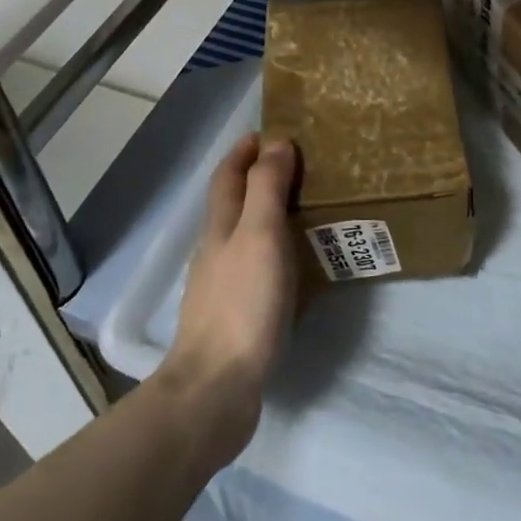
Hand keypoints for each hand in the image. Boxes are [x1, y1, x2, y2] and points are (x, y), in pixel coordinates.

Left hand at [160, 134, 298, 463]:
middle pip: (233, 203)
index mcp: (220, 226)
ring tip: (305, 211)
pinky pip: (256, 268)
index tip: (269, 132)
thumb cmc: (242, 303)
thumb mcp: (259, 234)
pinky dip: (273, 253)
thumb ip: (267, 188)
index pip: (227, 175)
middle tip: (299, 168)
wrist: (216, 388)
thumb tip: (275, 142)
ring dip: (267, 215)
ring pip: (244, 236)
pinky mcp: (234, 316)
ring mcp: (222, 285)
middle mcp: (216, 250)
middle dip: (257, 179)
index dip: (243, 152)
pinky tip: (294, 266)